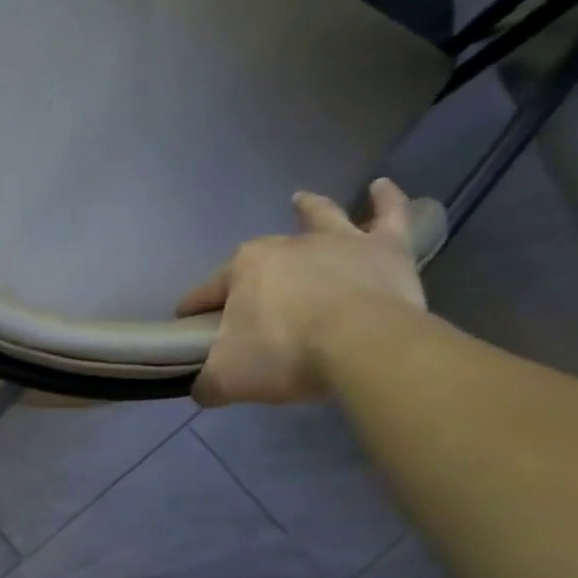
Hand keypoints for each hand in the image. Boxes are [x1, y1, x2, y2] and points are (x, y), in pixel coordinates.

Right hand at [176, 179, 426, 405]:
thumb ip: (208, 383)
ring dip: (310, 208)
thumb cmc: (284, 353)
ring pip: (320, 218)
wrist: (362, 347)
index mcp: (243, 269)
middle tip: (249, 305)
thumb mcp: (227, 378)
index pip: (206, 293)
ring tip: (302, 199)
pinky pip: (389, 216)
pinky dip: (387, 200)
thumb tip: (202, 391)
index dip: (194, 313)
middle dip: (248, 277)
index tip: (189, 332)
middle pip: (259, 260)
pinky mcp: (386, 250)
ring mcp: (338, 243)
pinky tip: (383, 186)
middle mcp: (286, 245)